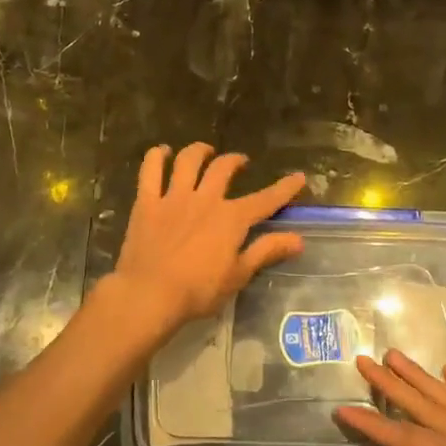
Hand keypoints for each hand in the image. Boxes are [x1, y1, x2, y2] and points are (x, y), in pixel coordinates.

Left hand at [109, 143, 305, 335]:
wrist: (149, 294)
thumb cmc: (198, 291)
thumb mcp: (238, 275)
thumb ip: (266, 251)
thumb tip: (298, 239)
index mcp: (231, 218)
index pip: (265, 200)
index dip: (284, 188)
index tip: (299, 177)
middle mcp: (205, 199)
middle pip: (223, 169)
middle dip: (235, 161)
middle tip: (240, 161)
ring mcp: (174, 197)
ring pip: (188, 161)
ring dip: (199, 151)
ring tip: (205, 150)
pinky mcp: (147, 203)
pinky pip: (150, 170)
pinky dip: (156, 156)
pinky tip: (162, 152)